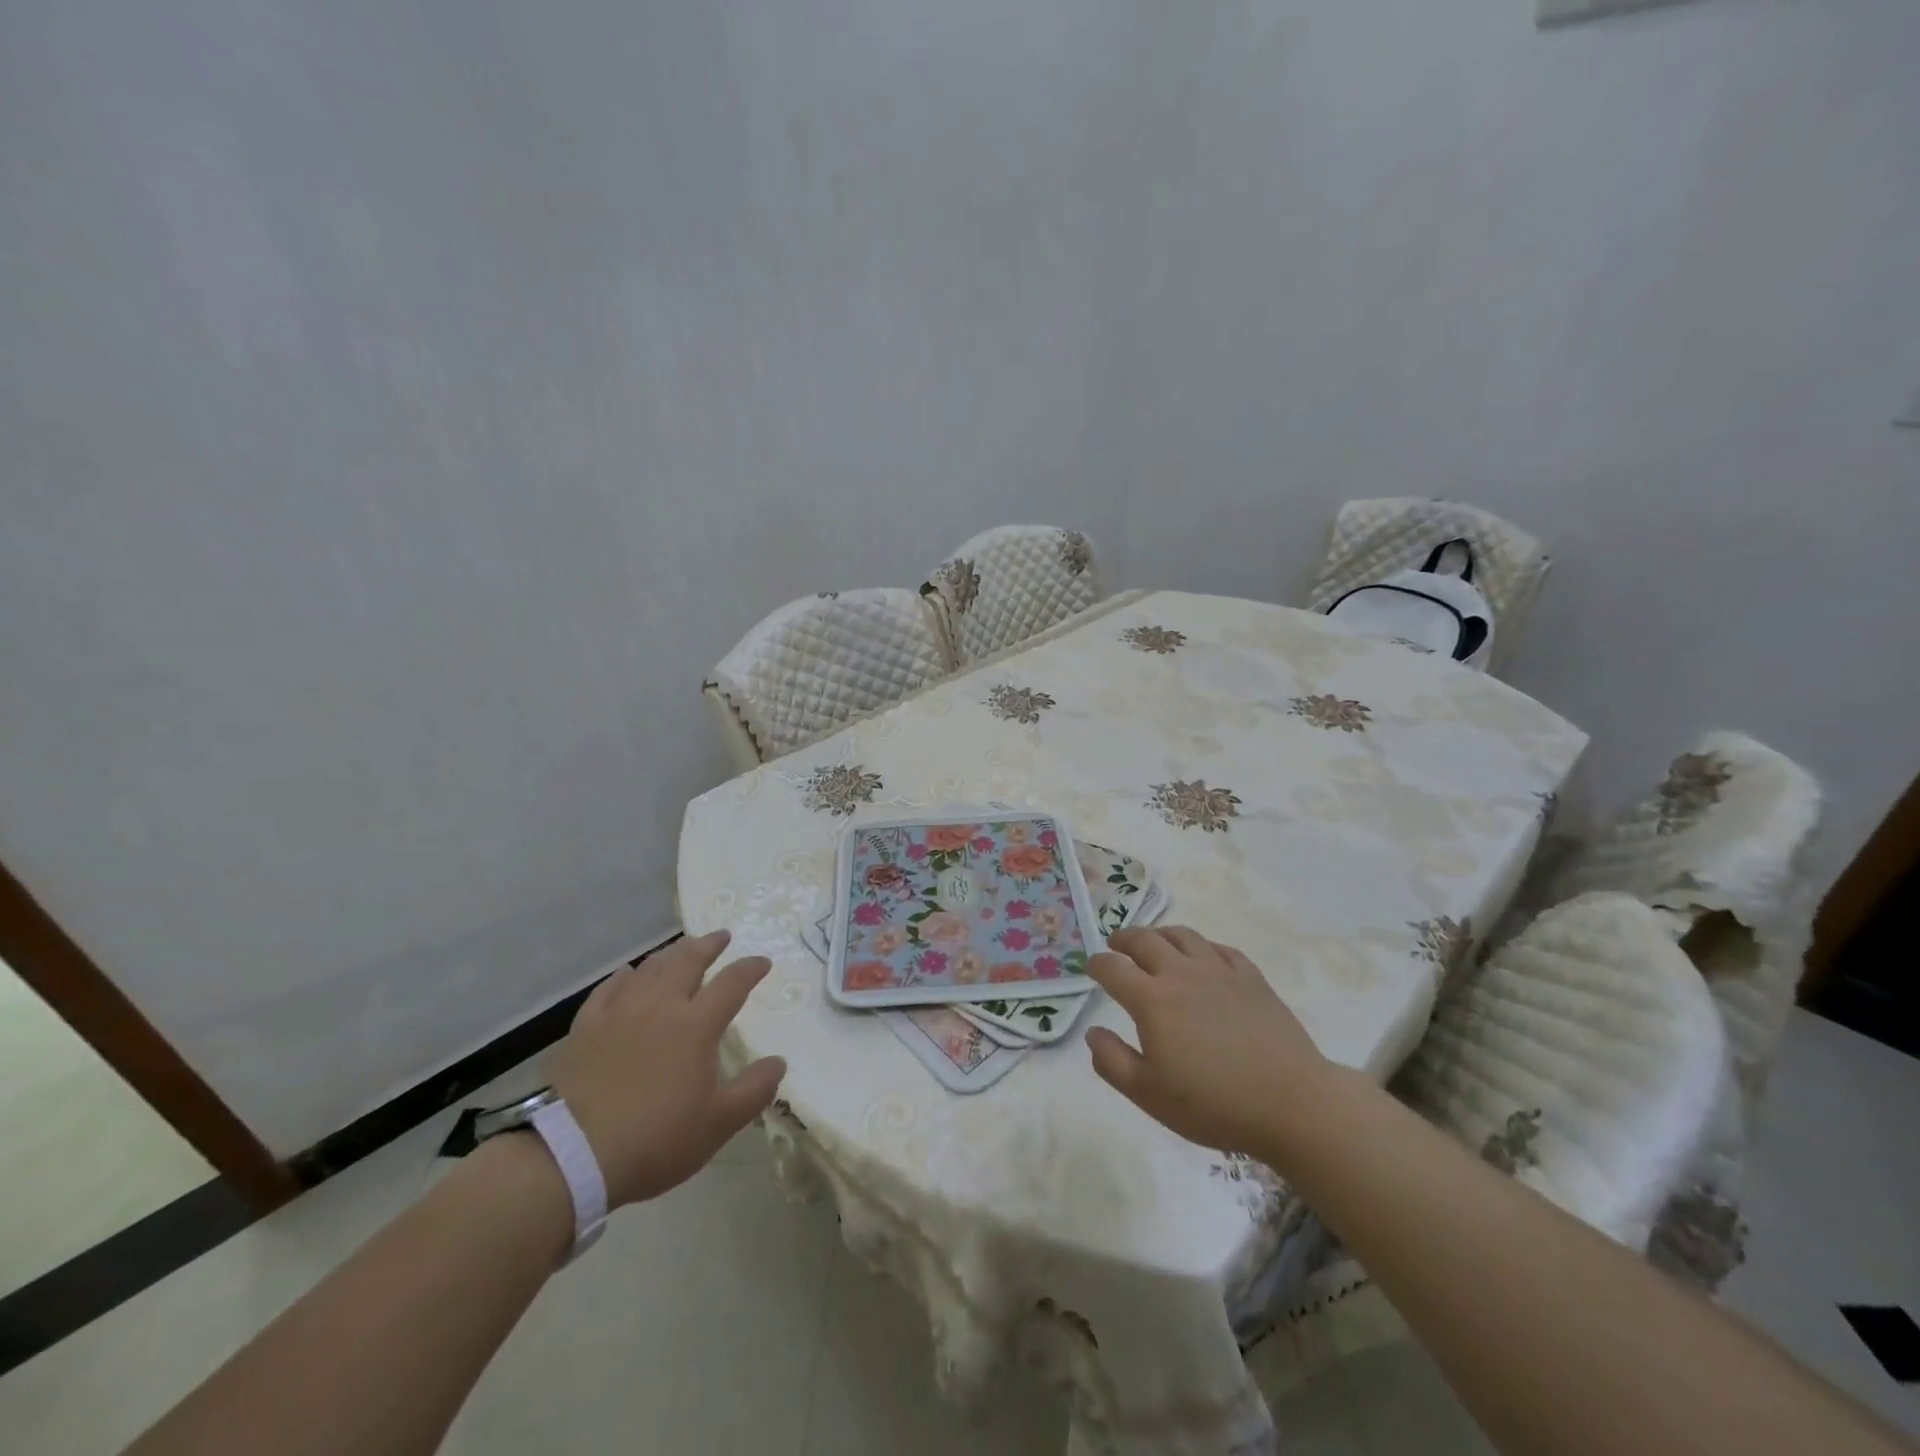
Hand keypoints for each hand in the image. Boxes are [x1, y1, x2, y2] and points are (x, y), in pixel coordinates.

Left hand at [549, 930, 784, 1207]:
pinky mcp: (585, 1027)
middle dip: (708, 945)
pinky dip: (624, 976)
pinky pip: (609, 988)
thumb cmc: (654, 1139)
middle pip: (688, 961)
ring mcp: (620, 1012)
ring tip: (682, 950)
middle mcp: (660, 1006)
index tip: (763, 962)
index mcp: (696, 1025)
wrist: (570, 1155)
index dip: (750, 968)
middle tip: (721, 936)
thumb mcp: (717, 1124)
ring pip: (650, 968)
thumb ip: (754, 1090)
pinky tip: (627, 974)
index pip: (732, 983)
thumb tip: (779, 1062)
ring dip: (671, 954)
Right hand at [1084, 926, 1334, 1158]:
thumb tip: (1092, 1033)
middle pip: (1145, 940)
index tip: (1091, 967)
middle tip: (1116, 944)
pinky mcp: (1251, 978)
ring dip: (1160, 934)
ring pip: (1182, 936)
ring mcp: (1220, 971)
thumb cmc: (1213, 1104)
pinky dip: (1201, 947)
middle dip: (1124, 938)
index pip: (1113, 968)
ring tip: (1154, 941)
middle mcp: (1182, 974)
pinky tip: (1202, 956)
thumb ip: (1112, 1061)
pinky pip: (1219, 948)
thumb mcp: (1149, 1095)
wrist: (1291, 1103)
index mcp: (1152, 1000)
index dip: (1097, 964)